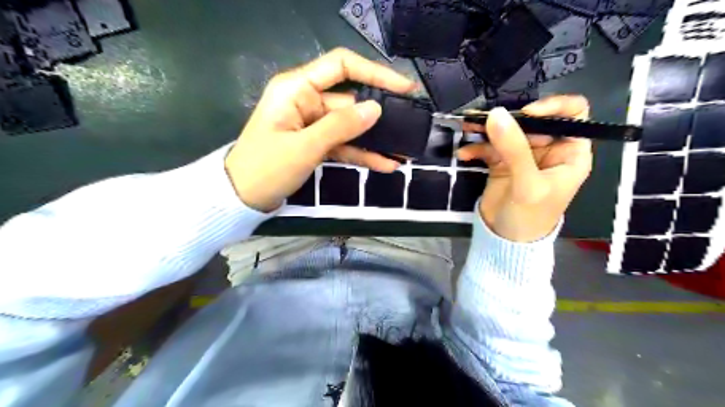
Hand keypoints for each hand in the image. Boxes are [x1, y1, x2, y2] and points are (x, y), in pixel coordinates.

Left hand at [224, 48, 416, 209]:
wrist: (242, 198)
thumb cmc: (266, 168)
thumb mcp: (305, 146)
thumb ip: (341, 126)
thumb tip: (376, 109)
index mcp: (297, 89)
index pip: (342, 66)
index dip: (375, 72)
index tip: (403, 87)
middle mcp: (306, 100)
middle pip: (350, 100)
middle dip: (380, 114)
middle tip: (410, 124)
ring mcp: (312, 123)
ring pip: (350, 126)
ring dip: (375, 139)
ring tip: (403, 151)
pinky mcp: (315, 143)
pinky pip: (343, 144)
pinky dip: (362, 154)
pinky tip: (385, 164)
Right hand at [461, 95, 591, 240]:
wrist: (506, 241)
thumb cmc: (531, 216)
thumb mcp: (528, 184)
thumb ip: (514, 149)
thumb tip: (496, 114)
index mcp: (569, 152)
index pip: (573, 114)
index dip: (553, 107)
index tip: (526, 113)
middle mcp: (548, 149)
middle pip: (532, 121)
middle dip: (508, 119)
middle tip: (484, 119)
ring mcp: (522, 156)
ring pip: (507, 131)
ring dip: (486, 129)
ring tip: (467, 127)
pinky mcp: (501, 163)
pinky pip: (489, 148)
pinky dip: (476, 148)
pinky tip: (464, 154)